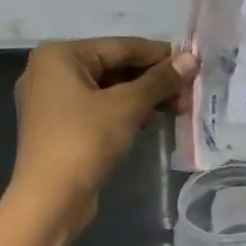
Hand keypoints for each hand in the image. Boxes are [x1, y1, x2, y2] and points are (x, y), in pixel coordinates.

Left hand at [9, 38, 196, 227]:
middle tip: (189, 92)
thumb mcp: (128, 106)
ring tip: (178, 109)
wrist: (51, 199)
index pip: (121, 47)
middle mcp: (51, 71)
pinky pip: (100, 107)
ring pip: (109, 88)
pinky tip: (150, 121)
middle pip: (115, 66)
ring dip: (144, 97)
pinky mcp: (61, 125)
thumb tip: (192, 58)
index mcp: (59, 56)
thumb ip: (160, 80)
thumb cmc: (85, 141)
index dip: (161, 56)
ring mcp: (53, 100)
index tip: (194, 64)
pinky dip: (126, 111)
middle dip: (154, 80)